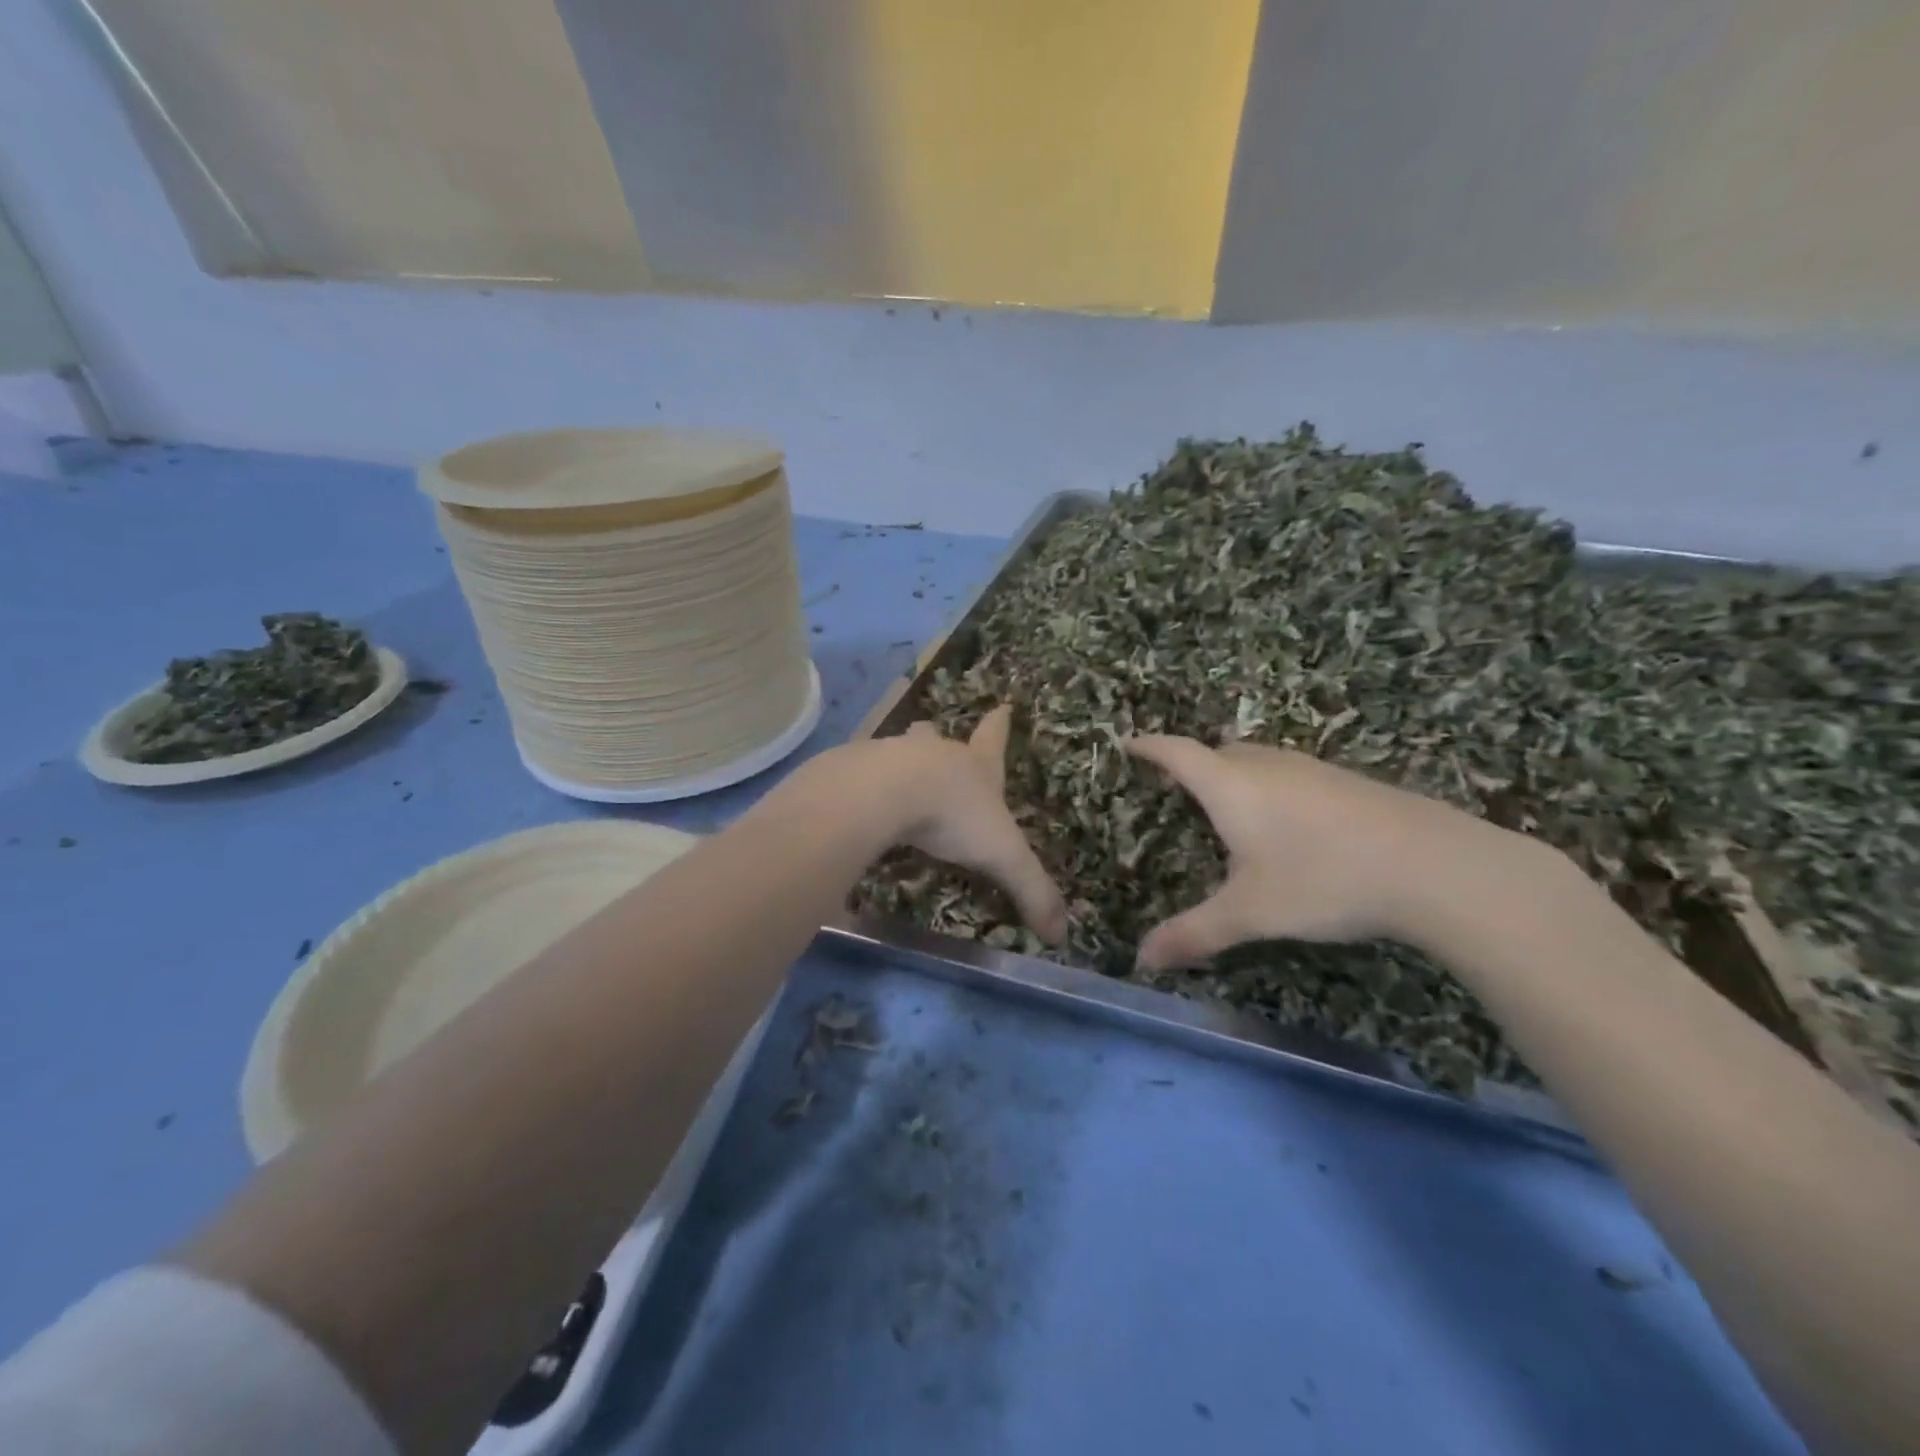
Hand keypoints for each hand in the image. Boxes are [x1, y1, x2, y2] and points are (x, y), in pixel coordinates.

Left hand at [880, 706, 1068, 942]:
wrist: (883, 793)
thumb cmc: (953, 815)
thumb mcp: (1002, 856)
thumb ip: (1032, 891)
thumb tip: (1062, 934)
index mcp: (974, 766)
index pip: (993, 740)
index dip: (1000, 725)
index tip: (1004, 704)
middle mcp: (933, 753)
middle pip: (937, 738)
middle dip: (937, 739)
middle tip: (932, 736)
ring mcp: (890, 757)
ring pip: (896, 752)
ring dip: (898, 762)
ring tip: (892, 780)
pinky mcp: (853, 771)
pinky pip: (858, 776)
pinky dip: (862, 787)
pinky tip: (858, 805)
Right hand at [1123, 735, 1512, 971]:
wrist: (1436, 866)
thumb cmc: (1322, 879)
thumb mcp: (1250, 913)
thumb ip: (1193, 933)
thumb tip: (1141, 961)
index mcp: (1231, 785)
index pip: (1177, 752)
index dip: (1148, 746)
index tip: (1127, 743)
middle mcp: (1267, 766)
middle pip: (1218, 752)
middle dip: (1192, 764)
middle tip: (1176, 788)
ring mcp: (1312, 770)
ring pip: (1258, 761)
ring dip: (1235, 774)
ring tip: (1228, 807)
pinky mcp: (1347, 783)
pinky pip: (1290, 775)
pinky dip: (1271, 788)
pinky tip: (1288, 826)